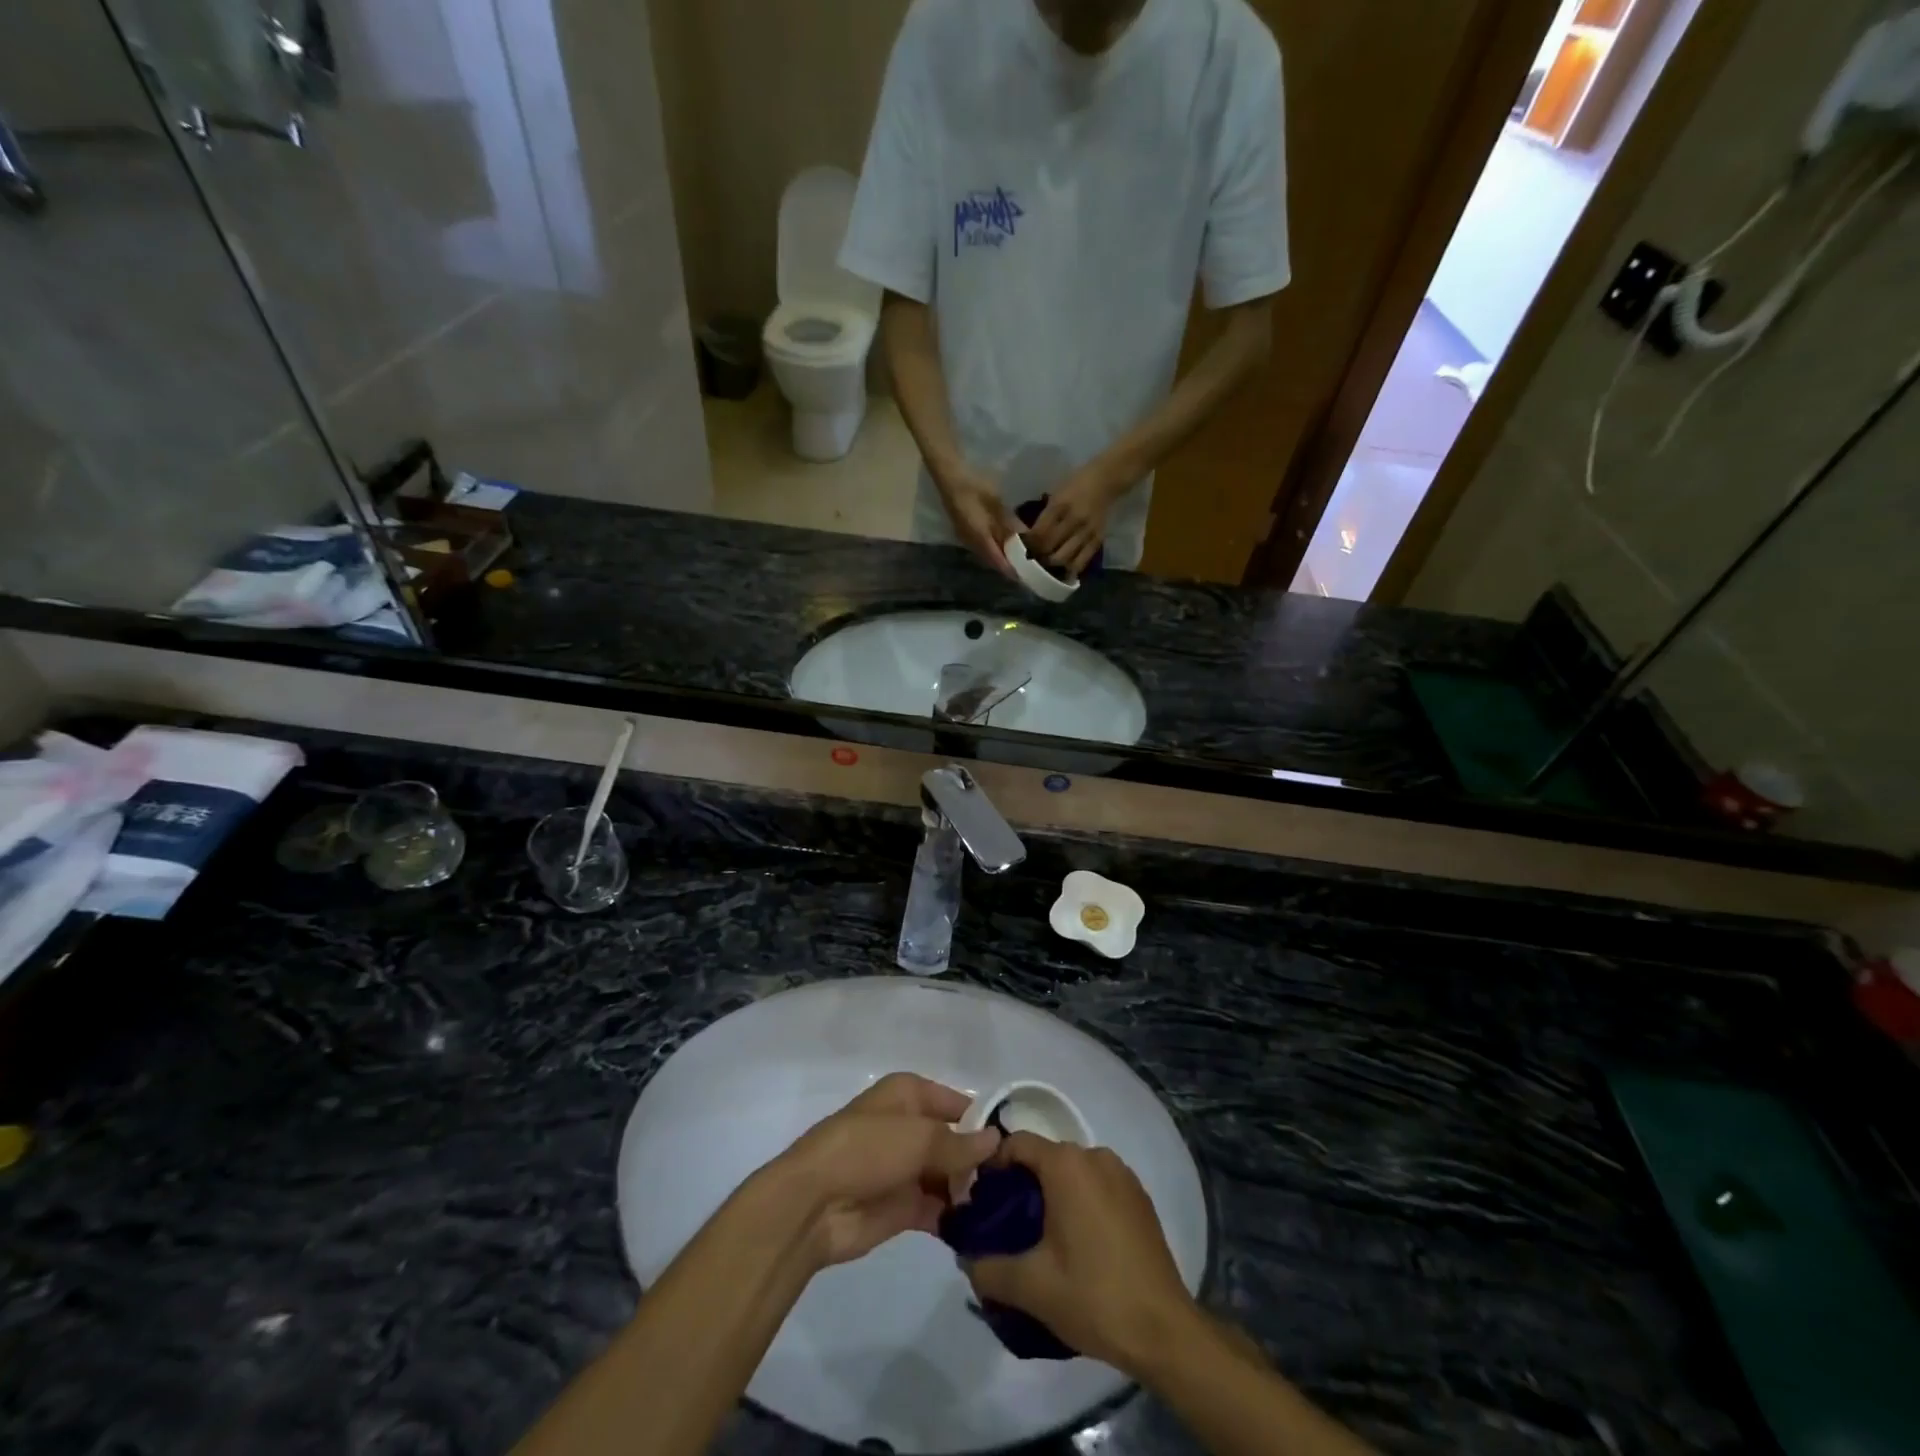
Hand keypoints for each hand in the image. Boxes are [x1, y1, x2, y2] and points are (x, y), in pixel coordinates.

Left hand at [771, 1073, 1001, 1269]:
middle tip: (1019, 1185)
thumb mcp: (918, 1137)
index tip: (1018, 1145)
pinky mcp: (903, 1208)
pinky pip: (939, 1209)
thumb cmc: (866, 1150)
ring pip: (950, 1176)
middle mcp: (910, 1127)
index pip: (957, 1103)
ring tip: (1010, 1210)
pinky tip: (986, 1231)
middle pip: (956, 1141)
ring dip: (972, 1192)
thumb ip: (960, 1143)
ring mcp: (906, 1168)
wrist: (813, 1204)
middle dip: (981, 1161)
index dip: (984, 1121)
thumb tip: (997, 1140)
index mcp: (909, 1095)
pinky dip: (958, 1218)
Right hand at [935, 466, 1021, 579]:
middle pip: (991, 562)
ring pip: (985, 555)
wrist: (950, 477)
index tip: (1026, 576)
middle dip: (1007, 566)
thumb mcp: (996, 504)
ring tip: (1016, 557)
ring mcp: (965, 539)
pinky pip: (980, 547)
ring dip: (999, 558)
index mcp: (980, 538)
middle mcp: (971, 543)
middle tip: (1024, 567)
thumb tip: (1024, 538)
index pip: (998, 562)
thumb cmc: (975, 487)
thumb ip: (1009, 523)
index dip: (1011, 570)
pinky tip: (1002, 544)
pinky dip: (993, 550)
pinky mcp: (963, 532)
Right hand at [962, 1134, 1198, 1374]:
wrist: (1164, 1330)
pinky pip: (1097, 1186)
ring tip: (1041, 1240)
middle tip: (1007, 1227)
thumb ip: (988, 1268)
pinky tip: (1079, 1245)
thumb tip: (965, 1259)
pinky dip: (1081, 1203)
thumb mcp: (1031, 1287)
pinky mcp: (1139, 1197)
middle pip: (1045, 1157)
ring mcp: (1122, 1174)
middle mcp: (1095, 1155)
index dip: (993, 1167)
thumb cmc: (1094, 1296)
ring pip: (1072, 1172)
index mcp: (1066, 1164)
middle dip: (1022, 1185)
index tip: (982, 1202)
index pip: (1016, 1144)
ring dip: (1053, 1195)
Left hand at [1025, 462, 1128, 578]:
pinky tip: (1063, 572)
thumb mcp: (1056, 494)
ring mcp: (1087, 531)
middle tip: (1032, 561)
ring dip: (1052, 565)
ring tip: (1046, 567)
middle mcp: (1073, 520)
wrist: (1107, 480)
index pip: (1039, 532)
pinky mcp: (1098, 539)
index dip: (1029, 545)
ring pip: (1065, 558)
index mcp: (1059, 505)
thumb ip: (1046, 516)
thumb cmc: (1076, 484)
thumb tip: (1031, 537)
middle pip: (1050, 547)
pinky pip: (1083, 560)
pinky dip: (1071, 568)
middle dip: (1038, 557)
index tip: (1022, 551)